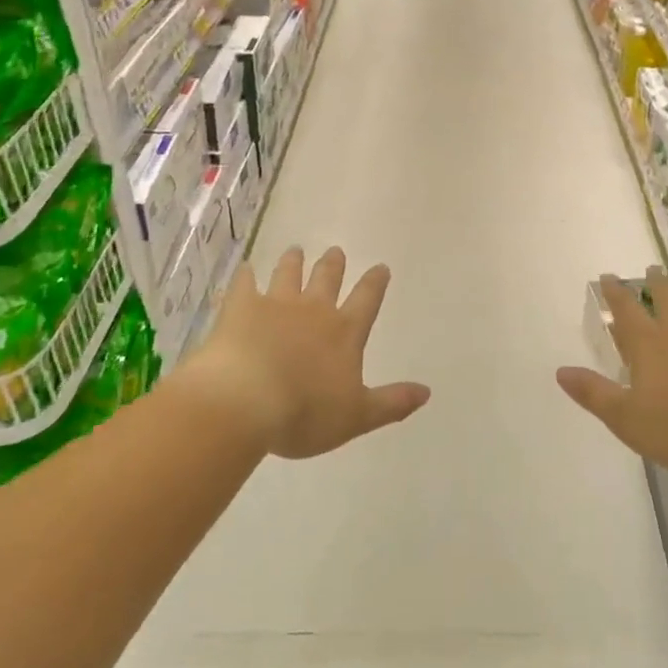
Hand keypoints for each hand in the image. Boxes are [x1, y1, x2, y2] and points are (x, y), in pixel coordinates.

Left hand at [190, 246, 429, 458]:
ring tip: (295, 251)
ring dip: (294, 262)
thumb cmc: (305, 413)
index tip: (380, 267)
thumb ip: (392, 403)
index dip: (375, 283)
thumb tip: (427, 392)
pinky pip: (245, 285)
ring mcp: (275, 305)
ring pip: (288, 275)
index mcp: (344, 333)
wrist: (245, 401)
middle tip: (336, 251)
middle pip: (327, 280)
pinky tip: (245, 269)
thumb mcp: (357, 416)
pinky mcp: (241, 309)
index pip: (366, 301)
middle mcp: (313, 311)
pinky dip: (246, 276)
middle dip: (334, 265)